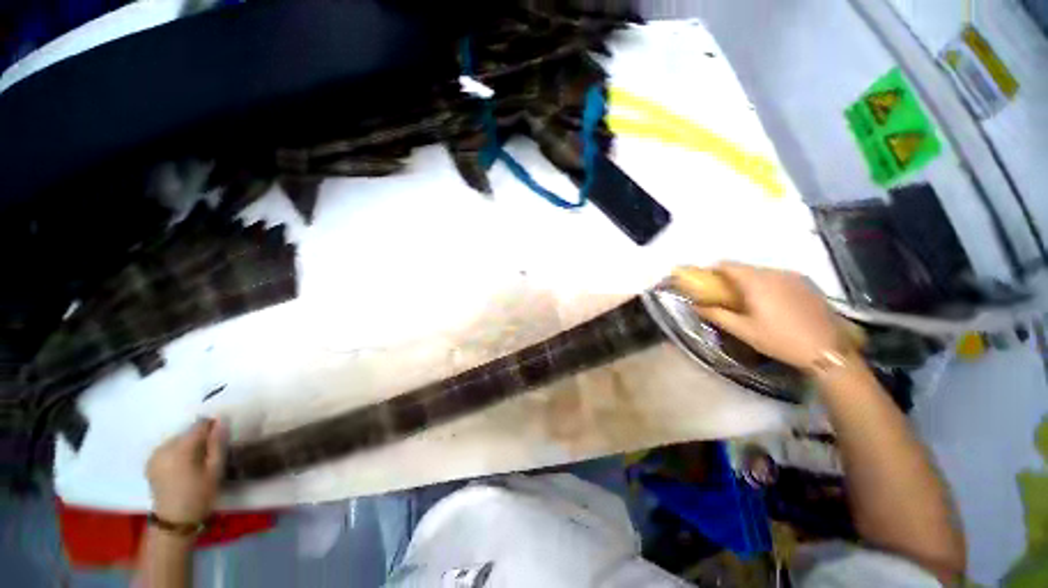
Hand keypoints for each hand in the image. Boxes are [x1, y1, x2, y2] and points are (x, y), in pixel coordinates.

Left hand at [147, 419, 224, 523]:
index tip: (221, 438)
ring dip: (189, 446)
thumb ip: (217, 443)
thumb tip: (221, 420)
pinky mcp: (150, 463)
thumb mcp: (215, 470)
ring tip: (197, 463)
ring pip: (178, 440)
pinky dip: (178, 452)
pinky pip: (168, 449)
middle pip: (187, 432)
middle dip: (200, 439)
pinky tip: (184, 467)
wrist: (174, 522)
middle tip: (210, 455)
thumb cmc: (199, 495)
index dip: (212, 427)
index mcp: (180, 448)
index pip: (199, 424)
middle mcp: (164, 447)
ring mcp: (154, 455)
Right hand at [683, 262, 845, 368]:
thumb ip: (716, 314)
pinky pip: (780, 277)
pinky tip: (774, 303)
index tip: (707, 284)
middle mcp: (775, 272)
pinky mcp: (808, 283)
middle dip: (732, 278)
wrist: (827, 350)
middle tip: (727, 296)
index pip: (728, 265)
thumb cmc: (779, 339)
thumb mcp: (743, 330)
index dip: (713, 271)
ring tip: (751, 302)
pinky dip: (769, 284)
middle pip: (745, 268)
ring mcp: (794, 276)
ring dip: (751, 281)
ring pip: (763, 272)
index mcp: (756, 282)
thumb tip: (696, 305)